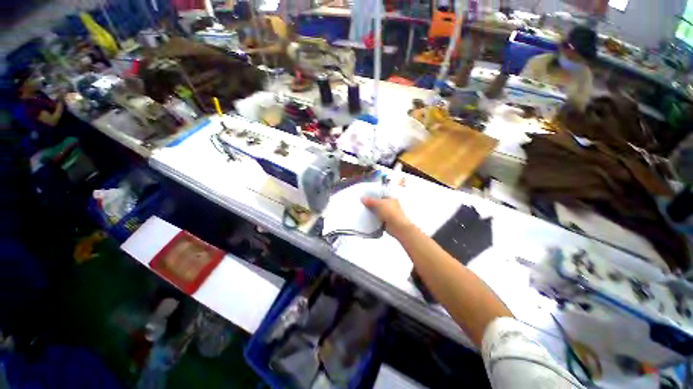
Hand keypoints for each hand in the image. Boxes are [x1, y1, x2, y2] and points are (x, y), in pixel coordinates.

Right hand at [361, 197, 412, 237]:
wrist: (397, 227)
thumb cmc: (391, 212)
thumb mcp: (379, 204)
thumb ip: (370, 201)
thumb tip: (362, 198)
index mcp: (391, 199)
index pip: (381, 195)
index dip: (373, 195)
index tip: (365, 196)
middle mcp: (390, 206)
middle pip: (379, 204)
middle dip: (372, 205)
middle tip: (362, 204)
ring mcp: (388, 215)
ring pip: (378, 212)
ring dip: (372, 213)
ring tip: (363, 211)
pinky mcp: (386, 222)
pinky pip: (378, 220)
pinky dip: (374, 220)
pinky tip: (367, 219)